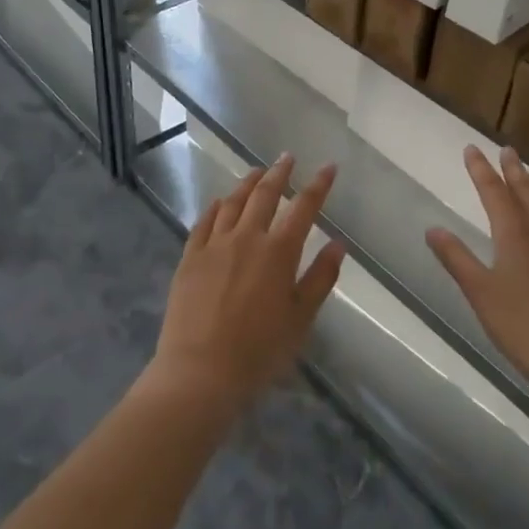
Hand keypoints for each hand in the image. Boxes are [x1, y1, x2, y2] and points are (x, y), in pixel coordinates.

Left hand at [150, 154, 344, 414]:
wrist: (200, 371)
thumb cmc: (259, 350)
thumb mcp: (301, 318)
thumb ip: (320, 277)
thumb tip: (338, 243)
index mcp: (279, 251)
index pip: (304, 207)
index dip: (318, 185)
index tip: (329, 167)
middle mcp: (247, 238)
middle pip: (265, 194)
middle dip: (280, 173)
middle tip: (287, 157)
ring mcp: (215, 245)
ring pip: (233, 202)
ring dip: (248, 183)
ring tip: (257, 171)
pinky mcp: (190, 257)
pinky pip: (204, 222)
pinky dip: (216, 207)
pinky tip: (220, 202)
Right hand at [427, 146, 528, 404]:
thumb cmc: (523, 326)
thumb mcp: (480, 293)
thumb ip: (456, 258)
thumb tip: (433, 228)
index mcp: (514, 233)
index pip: (494, 191)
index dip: (480, 170)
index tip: (471, 149)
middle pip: (526, 190)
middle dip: (513, 169)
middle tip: (507, 150)